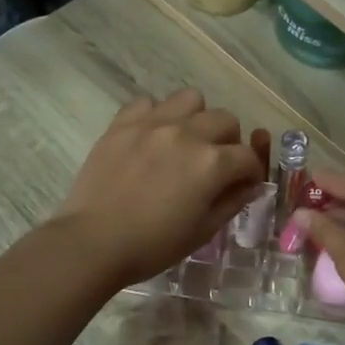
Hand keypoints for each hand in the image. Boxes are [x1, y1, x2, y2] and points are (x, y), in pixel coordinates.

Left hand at [49, 89, 267, 287]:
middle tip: (215, 164)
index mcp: (212, 163)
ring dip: (196, 118)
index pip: (247, 156)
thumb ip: (232, 203)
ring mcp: (152, 123)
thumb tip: (250, 186)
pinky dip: (156, 116)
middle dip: (229, 142)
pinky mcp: (122, 123)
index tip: (244, 185)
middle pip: (225, 120)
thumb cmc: (153, 246)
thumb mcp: (202, 231)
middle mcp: (187, 133)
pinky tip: (150, 138)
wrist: (93, 242)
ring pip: (191, 99)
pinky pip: (147, 103)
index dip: (251, 172)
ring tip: (185, 142)